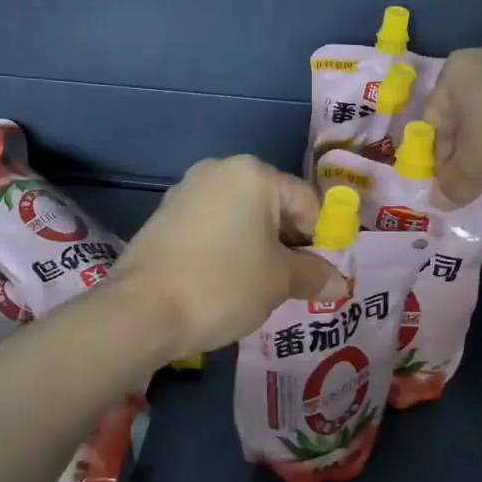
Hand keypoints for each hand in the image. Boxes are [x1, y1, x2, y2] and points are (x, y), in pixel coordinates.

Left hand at [110, 156, 347, 353]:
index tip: (319, 275)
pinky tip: (225, 283)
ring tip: (259, 287)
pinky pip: (212, 228)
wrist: (142, 311)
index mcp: (253, 174)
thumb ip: (313, 275)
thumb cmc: (223, 284)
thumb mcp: (279, 281)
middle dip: (287, 244)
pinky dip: (227, 250)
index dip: (321, 239)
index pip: (306, 201)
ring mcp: (186, 192)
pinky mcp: (164, 217)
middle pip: (272, 206)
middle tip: (292, 284)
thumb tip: (340, 283)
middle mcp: (218, 171)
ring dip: (258, 248)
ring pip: (240, 218)